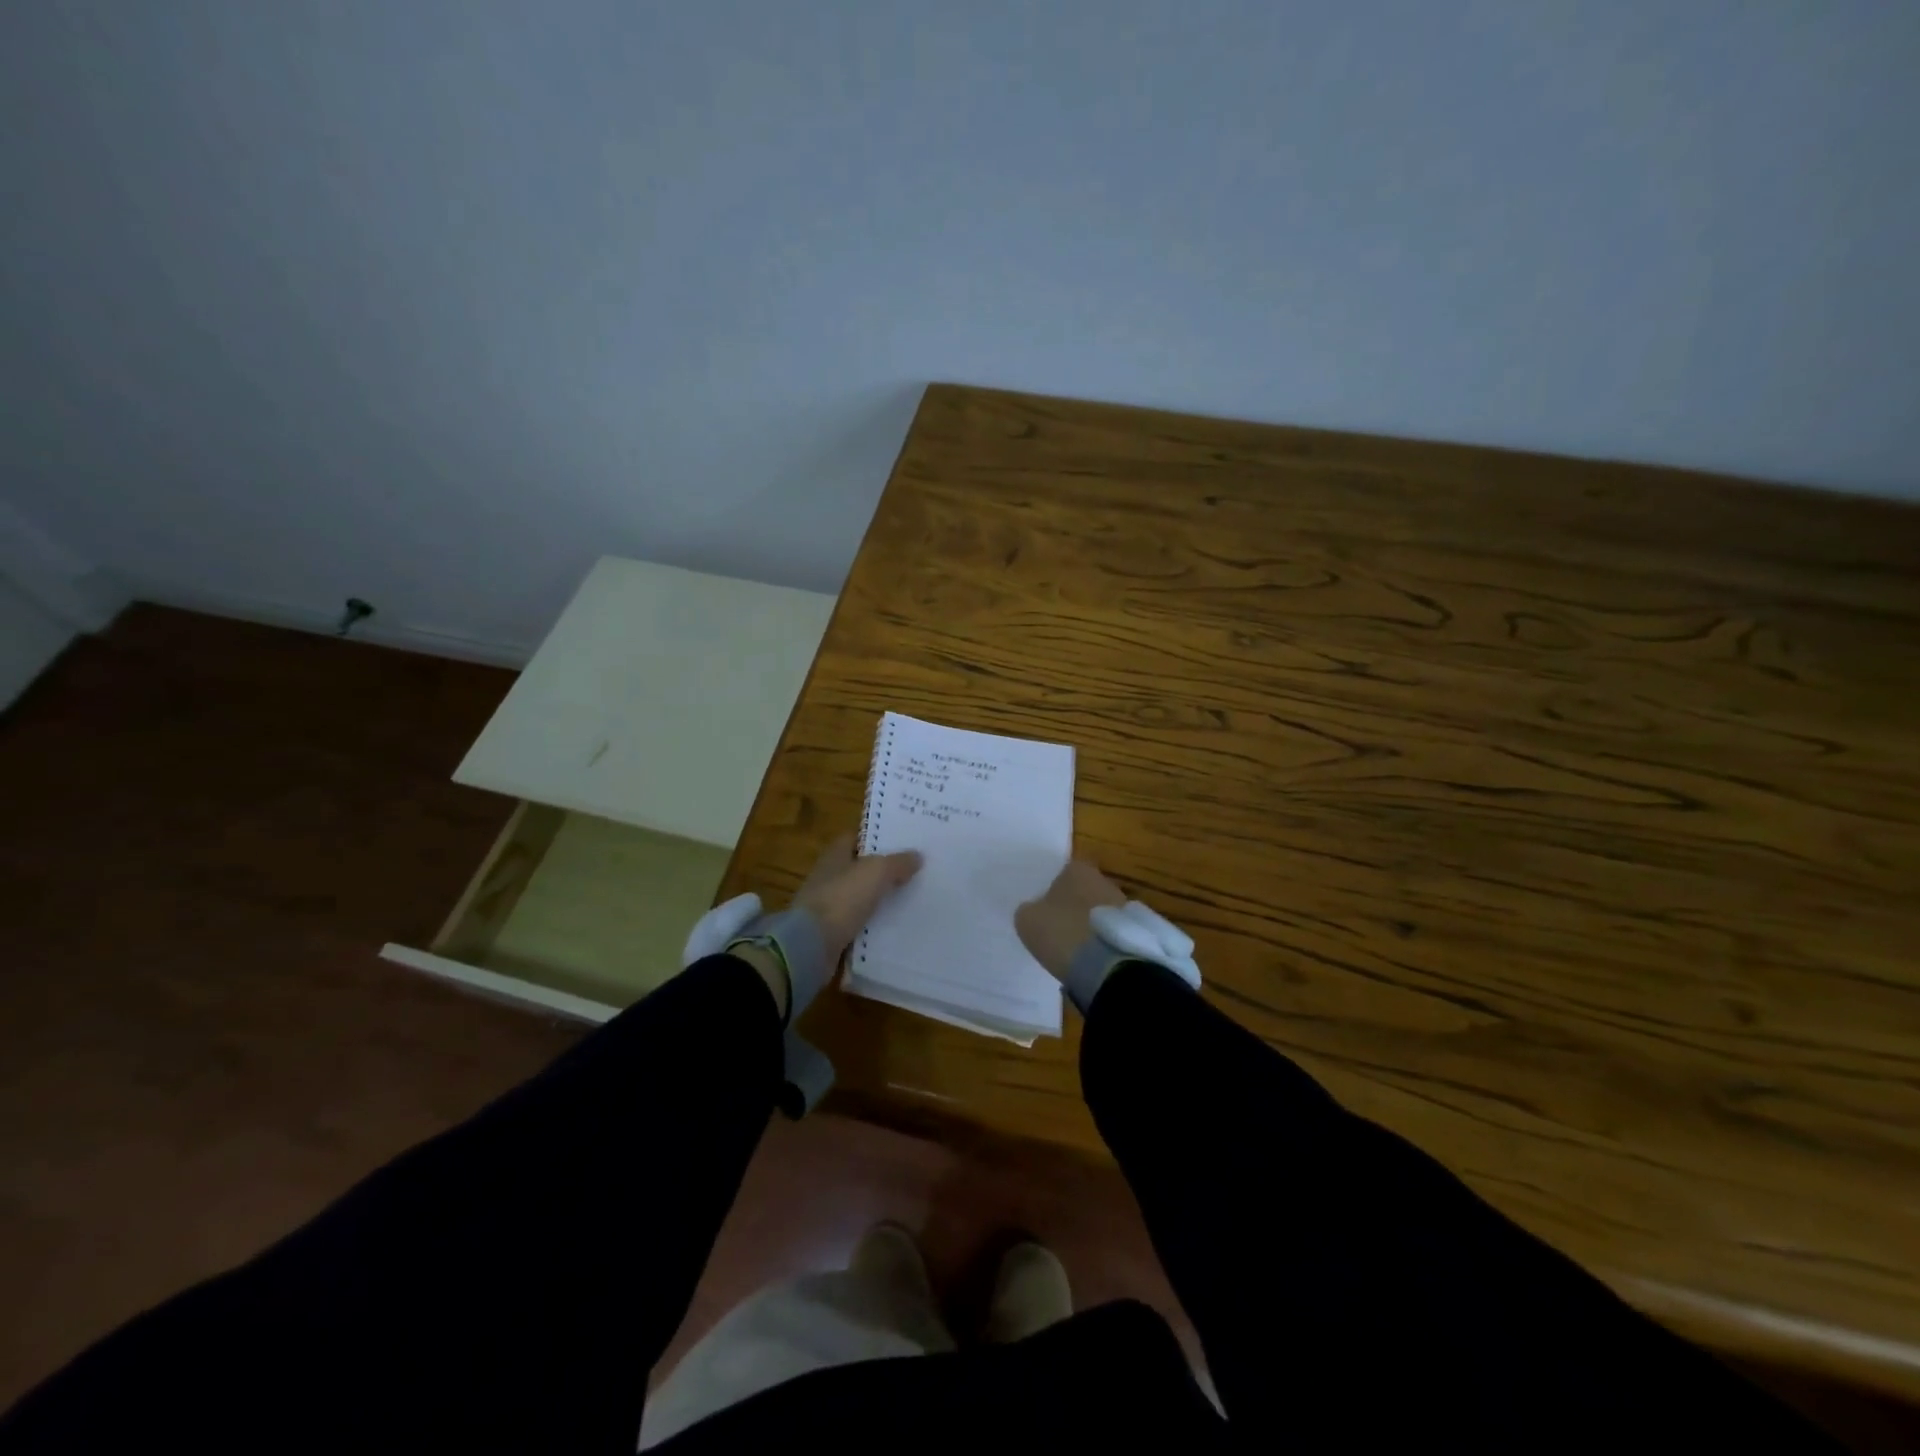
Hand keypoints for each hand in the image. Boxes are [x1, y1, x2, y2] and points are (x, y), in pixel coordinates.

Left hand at [792, 833, 922, 967]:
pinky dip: (875, 925)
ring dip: (882, 899)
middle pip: (861, 869)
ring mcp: (829, 907)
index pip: (855, 838)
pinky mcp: (833, 933)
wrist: (811, 946)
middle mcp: (829, 877)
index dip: (877, 837)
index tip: (903, 842)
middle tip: (916, 871)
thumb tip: (916, 856)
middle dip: (885, 870)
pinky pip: (860, 925)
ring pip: (862, 898)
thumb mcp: (876, 872)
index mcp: (834, 855)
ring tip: (914, 899)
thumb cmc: (842, 898)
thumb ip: (897, 862)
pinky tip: (898, 927)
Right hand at [1015, 860, 1125, 981]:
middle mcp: (1103, 880)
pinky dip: (1101, 942)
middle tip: (1059, 930)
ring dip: (1088, 926)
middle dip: (1073, 908)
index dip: (1052, 893)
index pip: (1062, 874)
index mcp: (1077, 869)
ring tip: (1075, 950)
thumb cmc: (1062, 933)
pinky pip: (1110, 932)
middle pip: (1083, 892)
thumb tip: (1036, 911)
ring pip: (1098, 912)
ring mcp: (1123, 904)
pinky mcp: (1136, 930)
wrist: (1108, 965)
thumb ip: (1030, 910)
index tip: (1044, 913)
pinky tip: (1091, 959)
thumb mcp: (1028, 920)